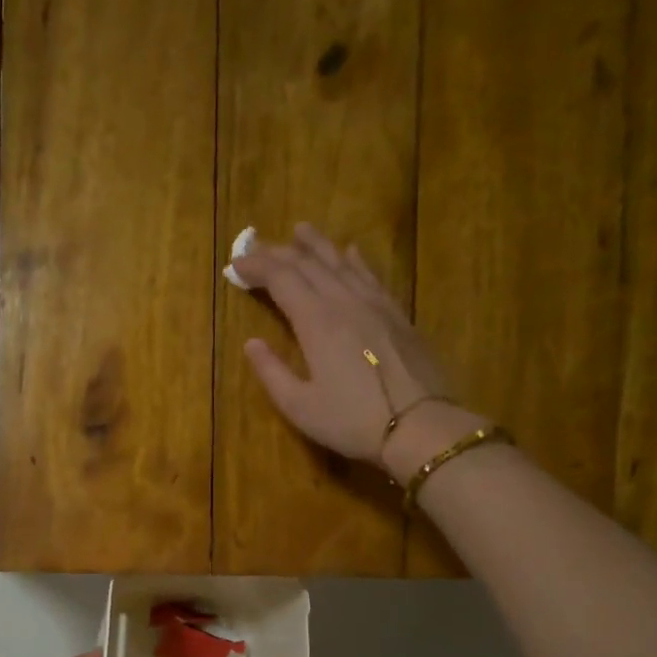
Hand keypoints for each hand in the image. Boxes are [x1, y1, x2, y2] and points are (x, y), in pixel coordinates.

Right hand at [231, 224, 476, 469]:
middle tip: (257, 246)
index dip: (257, 267)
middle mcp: (344, 301)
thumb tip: (251, 343)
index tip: (236, 264)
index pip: (281, 279)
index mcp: (316, 321)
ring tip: (300, 230)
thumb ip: (272, 372)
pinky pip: (370, 275)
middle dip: (279, 252)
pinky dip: (354, 260)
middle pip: (308, 264)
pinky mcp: (397, 314)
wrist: (420, 426)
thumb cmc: (352, 421)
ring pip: (341, 262)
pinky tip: (350, 252)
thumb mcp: (300, 406)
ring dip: (316, 245)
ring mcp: (375, 304)